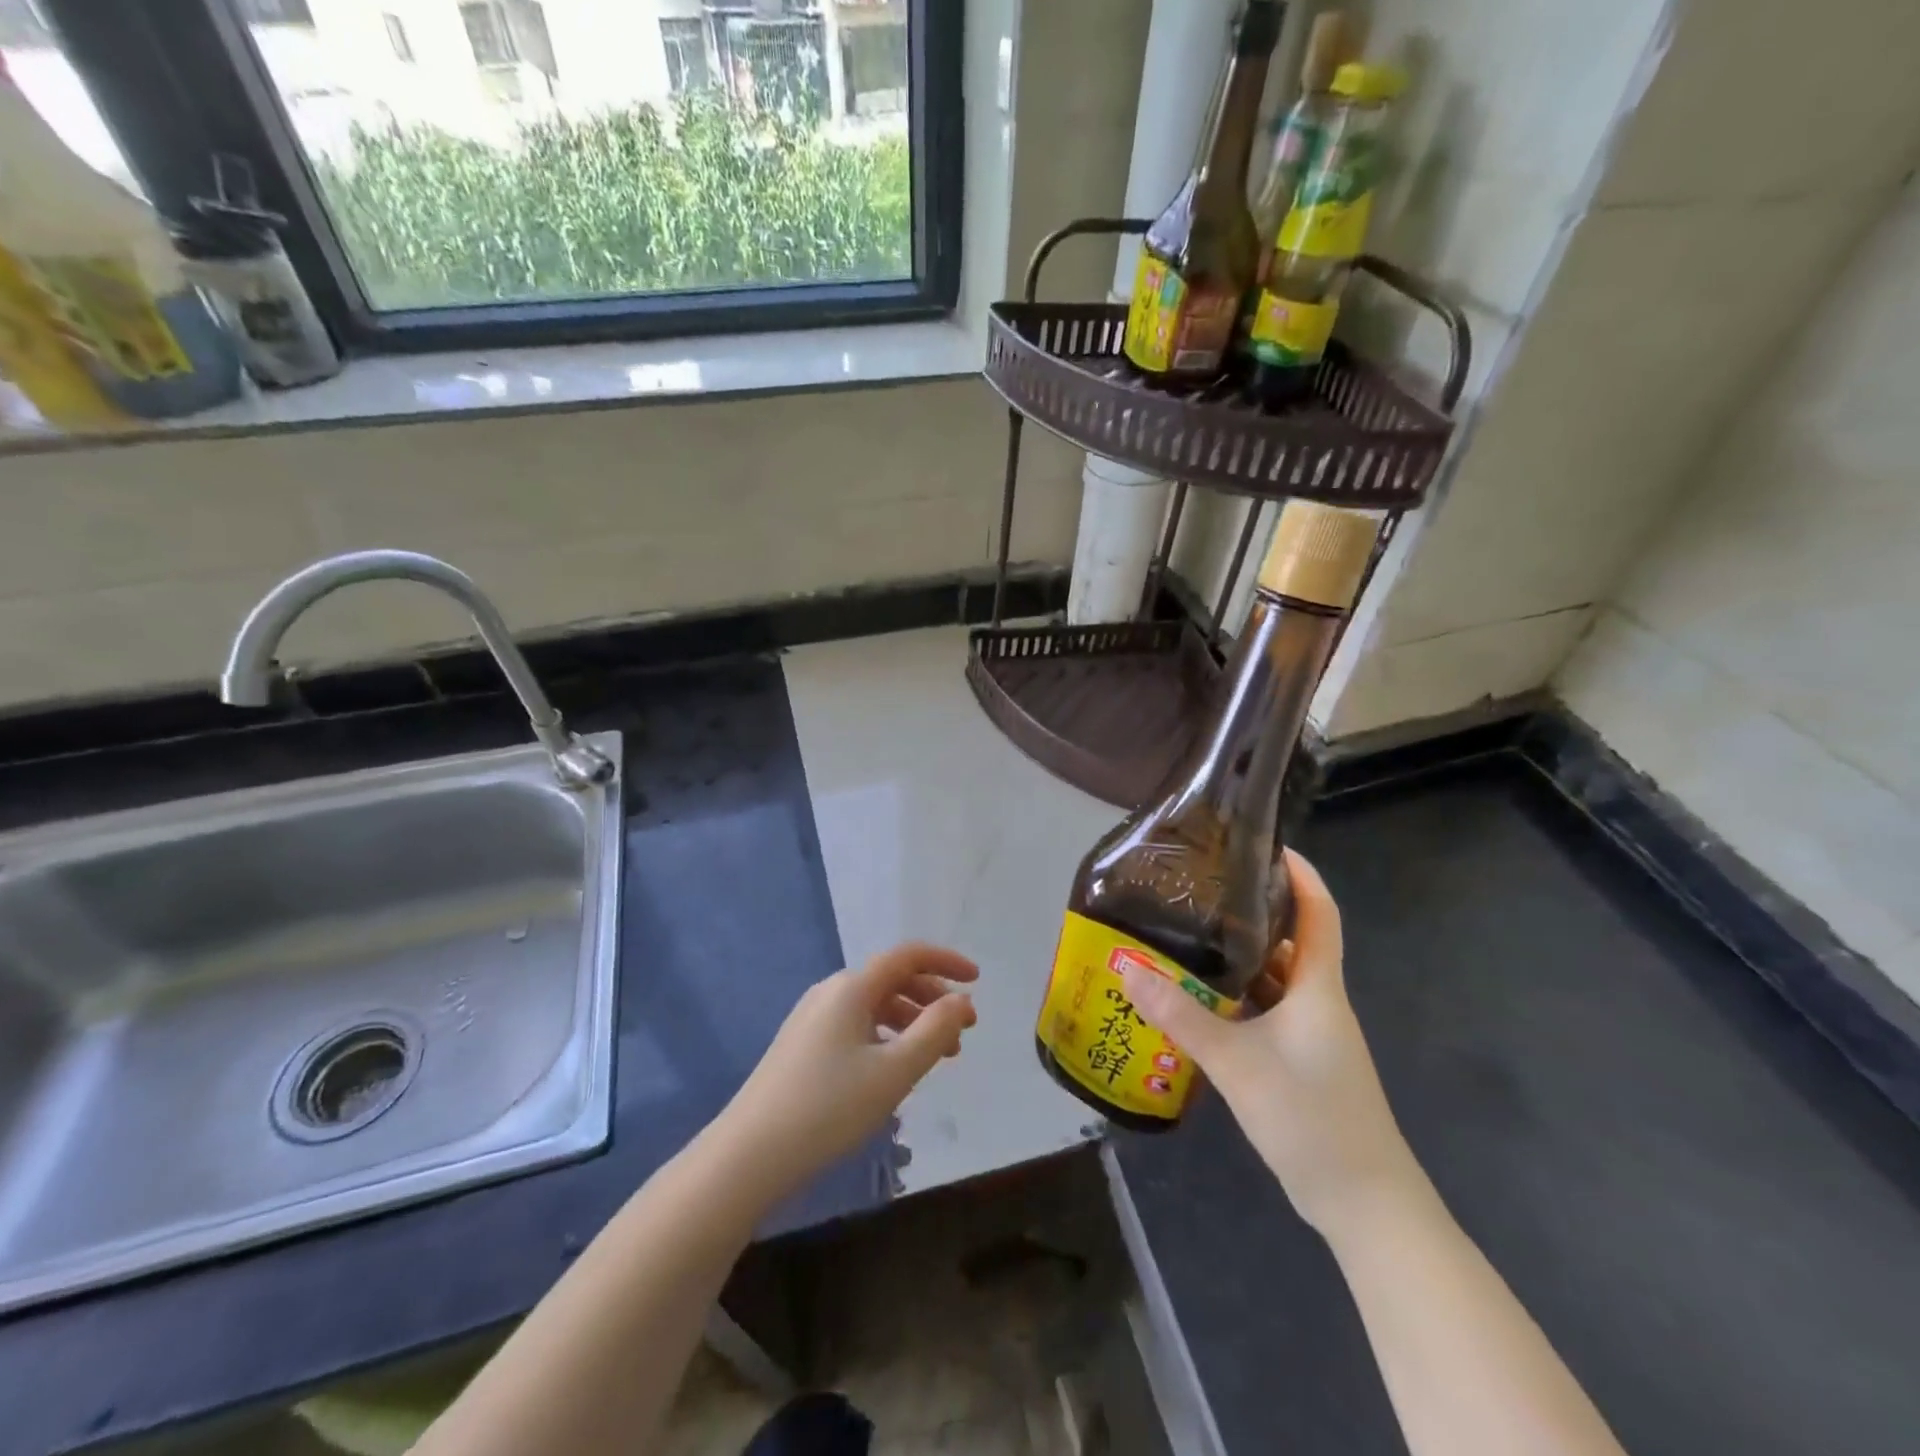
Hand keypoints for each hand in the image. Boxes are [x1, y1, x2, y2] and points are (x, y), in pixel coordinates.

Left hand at [719, 943, 977, 1189]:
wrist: (749, 1154)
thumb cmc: (829, 1108)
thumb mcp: (894, 1072)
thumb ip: (935, 1032)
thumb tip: (962, 1001)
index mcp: (852, 987)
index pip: (908, 956)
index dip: (946, 962)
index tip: (978, 981)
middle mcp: (832, 992)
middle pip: (893, 980)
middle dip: (933, 1000)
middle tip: (964, 1033)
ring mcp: (813, 1018)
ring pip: (875, 1006)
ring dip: (912, 1022)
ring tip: (939, 1058)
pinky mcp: (803, 1045)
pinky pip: (857, 1026)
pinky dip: (887, 1037)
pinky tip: (896, 1070)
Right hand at [1120, 849, 1419, 1233]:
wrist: (1364, 1204)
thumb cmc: (1311, 1117)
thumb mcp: (1237, 1062)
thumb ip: (1180, 1016)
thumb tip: (1127, 968)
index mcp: (1317, 988)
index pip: (1320, 913)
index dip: (1302, 875)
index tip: (1269, 845)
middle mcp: (1317, 1003)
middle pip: (1289, 942)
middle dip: (1251, 914)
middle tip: (1201, 892)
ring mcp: (1310, 1036)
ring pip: (1272, 981)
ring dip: (1237, 961)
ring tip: (1187, 939)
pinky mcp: (1298, 1063)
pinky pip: (1264, 1014)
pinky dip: (1234, 1001)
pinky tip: (1196, 1003)